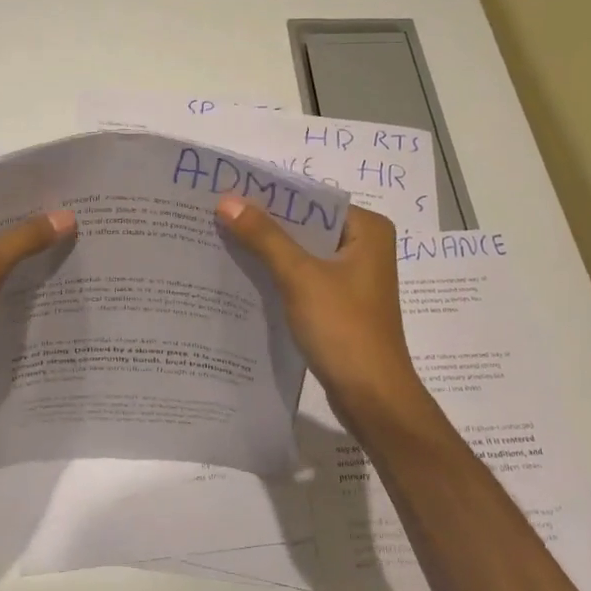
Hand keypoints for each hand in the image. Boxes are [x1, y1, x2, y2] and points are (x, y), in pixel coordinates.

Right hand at [215, 196, 424, 422]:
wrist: (372, 399)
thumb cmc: (344, 329)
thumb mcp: (300, 277)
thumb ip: (264, 237)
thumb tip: (226, 201)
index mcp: (367, 229)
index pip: (312, 200)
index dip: (271, 196)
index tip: (229, 192)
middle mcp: (364, 246)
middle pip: (306, 225)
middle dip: (265, 223)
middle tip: (218, 214)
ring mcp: (353, 277)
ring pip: (303, 252)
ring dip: (268, 250)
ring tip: (222, 238)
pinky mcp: (340, 302)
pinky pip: (304, 277)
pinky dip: (278, 275)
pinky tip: (243, 274)